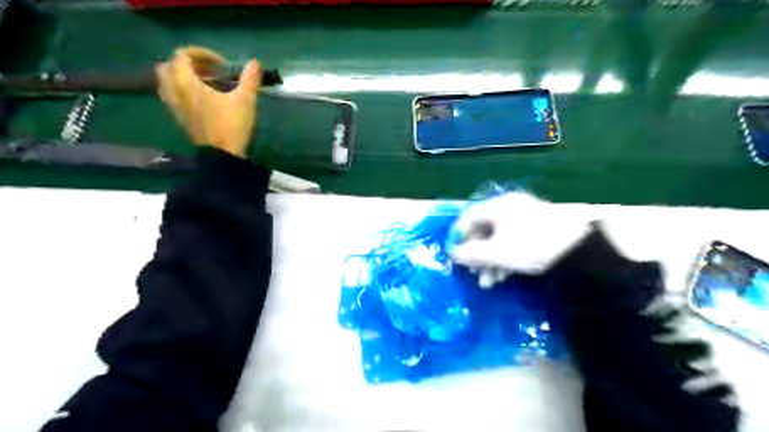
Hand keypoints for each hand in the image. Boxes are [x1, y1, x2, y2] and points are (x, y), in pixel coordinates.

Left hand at [155, 46, 261, 156]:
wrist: (222, 155)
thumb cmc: (232, 125)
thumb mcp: (245, 100)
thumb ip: (250, 79)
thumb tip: (255, 62)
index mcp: (187, 83)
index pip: (182, 55)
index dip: (201, 53)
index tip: (221, 64)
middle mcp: (175, 92)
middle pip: (169, 66)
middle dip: (187, 63)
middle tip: (208, 70)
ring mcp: (175, 107)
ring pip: (167, 82)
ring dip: (182, 77)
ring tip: (203, 83)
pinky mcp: (179, 119)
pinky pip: (172, 97)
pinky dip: (182, 91)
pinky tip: (201, 99)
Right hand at [448, 191, 590, 282]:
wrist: (580, 249)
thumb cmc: (531, 246)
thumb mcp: (497, 253)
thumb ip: (471, 254)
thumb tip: (453, 254)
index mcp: (498, 206)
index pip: (469, 216)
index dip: (458, 235)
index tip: (453, 253)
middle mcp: (510, 208)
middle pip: (483, 230)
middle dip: (476, 254)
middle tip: (473, 273)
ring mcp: (525, 218)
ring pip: (498, 239)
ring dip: (490, 261)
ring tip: (489, 282)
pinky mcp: (538, 230)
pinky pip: (512, 242)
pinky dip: (505, 258)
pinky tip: (504, 276)